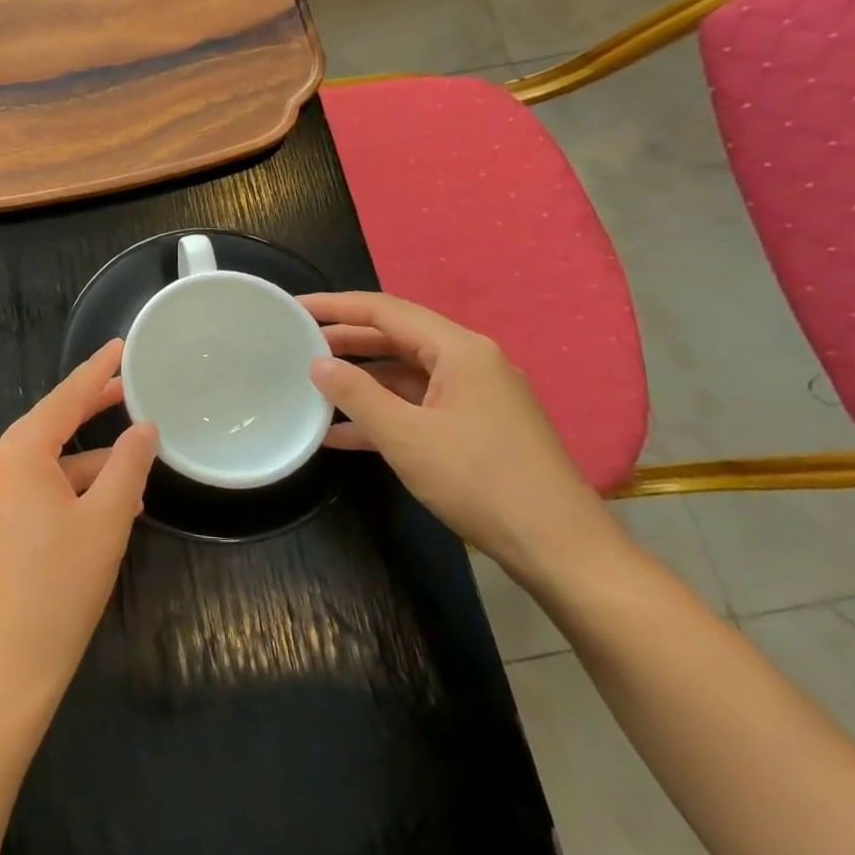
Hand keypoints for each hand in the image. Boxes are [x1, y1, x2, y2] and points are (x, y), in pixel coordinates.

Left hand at [0, 339, 157, 708]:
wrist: (7, 664)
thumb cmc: (60, 585)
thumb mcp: (106, 520)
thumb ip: (127, 466)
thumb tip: (144, 429)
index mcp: (18, 454)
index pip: (63, 399)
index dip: (95, 372)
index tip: (119, 345)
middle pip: (51, 424)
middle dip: (91, 408)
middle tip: (130, 387)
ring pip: (48, 460)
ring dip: (89, 459)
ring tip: (136, 458)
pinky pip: (38, 487)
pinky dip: (72, 486)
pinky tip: (111, 501)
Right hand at [299, 292, 611, 579]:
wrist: (560, 548)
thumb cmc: (480, 481)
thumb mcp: (406, 437)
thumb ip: (356, 394)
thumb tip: (317, 363)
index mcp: (459, 350)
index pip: (385, 310)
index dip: (335, 305)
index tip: (294, 306)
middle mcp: (470, 362)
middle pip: (396, 337)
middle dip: (345, 340)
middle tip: (296, 342)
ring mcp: (476, 396)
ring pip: (405, 374)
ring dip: (360, 379)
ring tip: (311, 383)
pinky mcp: (476, 427)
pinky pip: (418, 405)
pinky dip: (382, 412)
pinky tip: (341, 432)